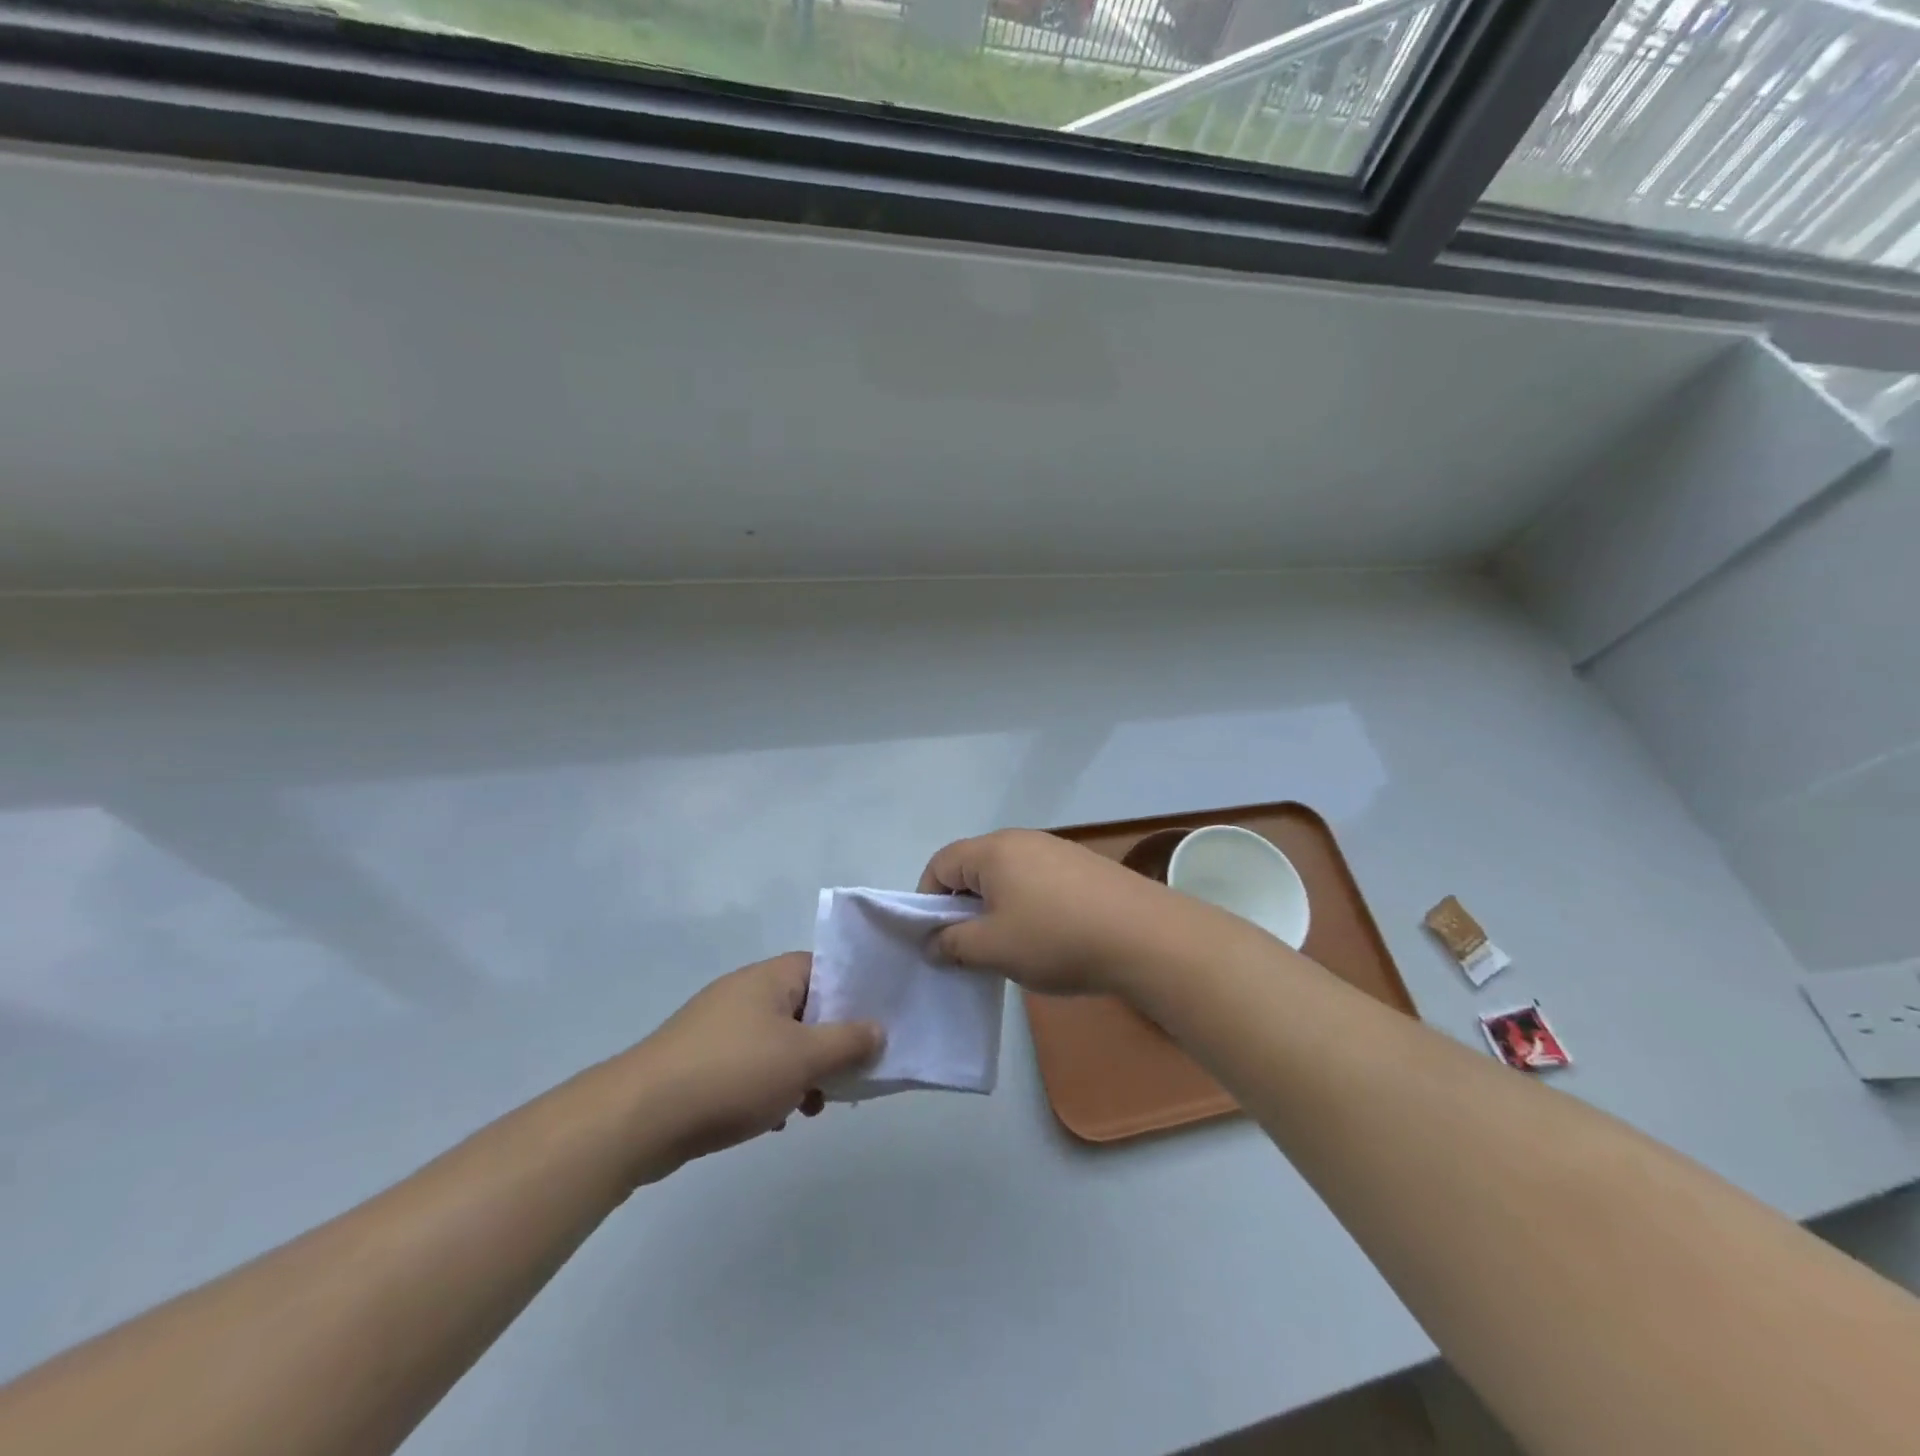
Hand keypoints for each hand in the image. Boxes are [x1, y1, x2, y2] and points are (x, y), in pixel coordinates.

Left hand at [629, 953, 882, 1175]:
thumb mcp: (804, 1057)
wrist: (639, 1118)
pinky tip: (773, 1120)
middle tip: (849, 1073)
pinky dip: (767, 1087)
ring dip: (800, 1070)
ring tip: (813, 1105)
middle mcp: (744, 993)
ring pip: (777, 1042)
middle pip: (802, 1008)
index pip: (823, 968)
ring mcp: (717, 1028)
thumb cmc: (733, 1073)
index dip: (851, 992)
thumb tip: (878, 1028)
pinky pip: (749, 1066)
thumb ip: (848, 1041)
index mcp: (769, 978)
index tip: (873, 1023)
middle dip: (828, 1041)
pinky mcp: (699, 1062)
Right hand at [918, 829, 1229, 996]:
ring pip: (1007, 876)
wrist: (1144, 936)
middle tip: (971, 947)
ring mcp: (1057, 850)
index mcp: (993, 850)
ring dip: (997, 909)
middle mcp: (1023, 840)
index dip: (927, 901)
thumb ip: (952, 944)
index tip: (936, 938)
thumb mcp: (993, 948)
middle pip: (974, 867)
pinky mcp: (1084, 867)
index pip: (940, 864)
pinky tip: (1048, 938)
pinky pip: (1038, 882)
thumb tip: (933, 942)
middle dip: (963, 907)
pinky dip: (1028, 906)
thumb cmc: (1056, 938)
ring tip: (1011, 947)